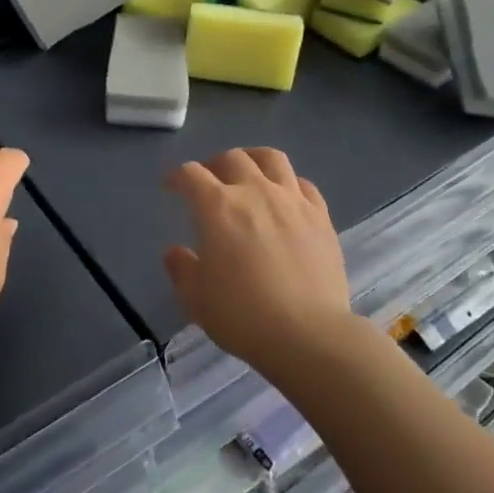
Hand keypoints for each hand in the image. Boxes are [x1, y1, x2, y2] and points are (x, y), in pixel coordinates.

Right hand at [162, 148, 351, 378]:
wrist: (309, 334)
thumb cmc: (243, 316)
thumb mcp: (196, 299)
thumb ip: (181, 269)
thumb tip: (175, 251)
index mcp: (218, 207)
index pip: (191, 175)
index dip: (177, 177)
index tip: (172, 187)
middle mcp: (255, 192)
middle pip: (231, 158)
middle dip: (214, 164)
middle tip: (209, 181)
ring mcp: (292, 200)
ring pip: (271, 159)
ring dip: (253, 160)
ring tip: (248, 173)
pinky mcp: (321, 216)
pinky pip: (303, 185)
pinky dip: (289, 184)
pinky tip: (285, 198)